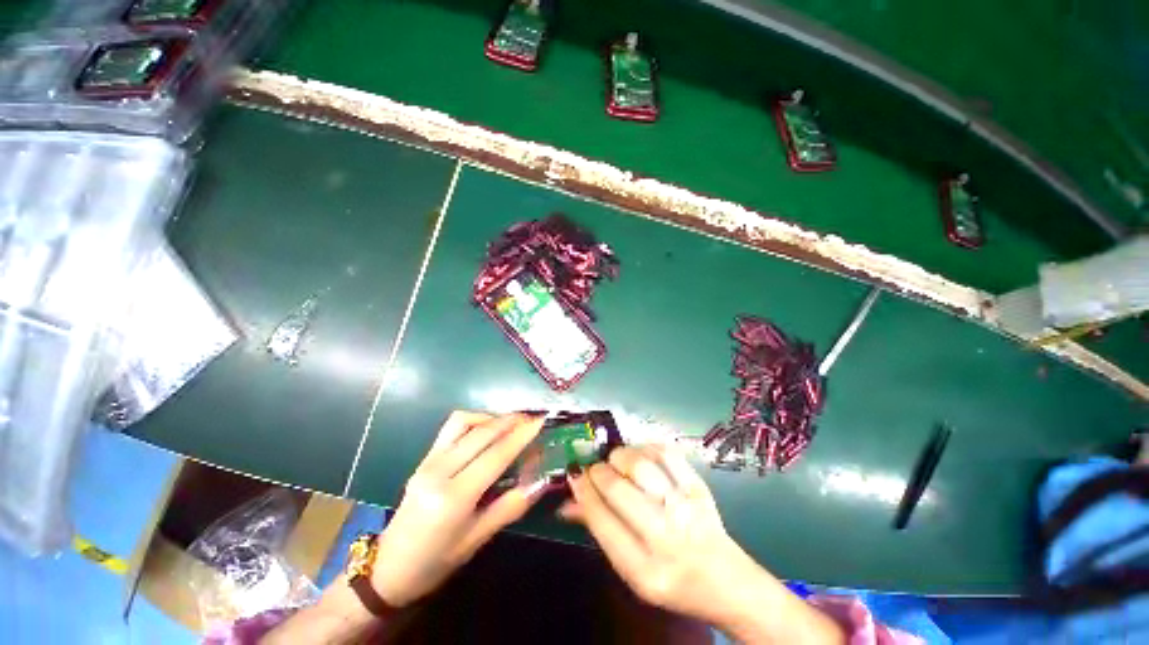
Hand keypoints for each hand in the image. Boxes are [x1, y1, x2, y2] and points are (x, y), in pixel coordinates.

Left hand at [370, 411, 544, 606]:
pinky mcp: (424, 458)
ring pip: (465, 422)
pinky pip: (452, 427)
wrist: (388, 569)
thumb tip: (540, 482)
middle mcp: (440, 470)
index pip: (496, 455)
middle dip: (511, 420)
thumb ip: (510, 507)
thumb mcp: (477, 540)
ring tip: (511, 424)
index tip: (541, 421)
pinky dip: (474, 421)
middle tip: (533, 418)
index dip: (521, 435)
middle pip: (482, 433)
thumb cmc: (436, 562)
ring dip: (491, 417)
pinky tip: (486, 430)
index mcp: (454, 496)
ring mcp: (429, 461)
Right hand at [560, 445, 750, 621]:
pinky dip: (646, 447)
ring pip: (641, 466)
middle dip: (598, 471)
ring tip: (614, 460)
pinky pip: (666, 453)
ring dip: (619, 456)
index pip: (602, 522)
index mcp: (645, 569)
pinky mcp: (698, 486)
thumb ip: (600, 531)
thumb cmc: (670, 578)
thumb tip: (567, 502)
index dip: (584, 492)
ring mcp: (685, 507)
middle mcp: (666, 536)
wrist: (725, 578)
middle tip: (593, 468)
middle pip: (618, 489)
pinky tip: (639, 454)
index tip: (574, 474)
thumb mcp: (631, 569)